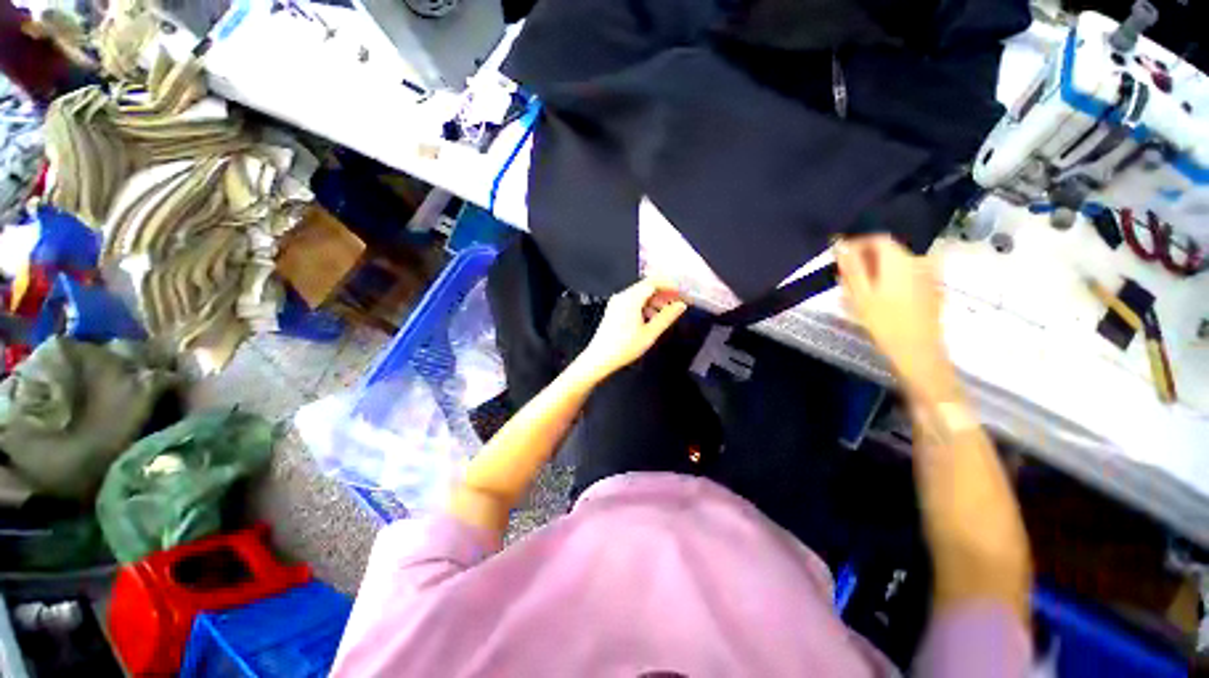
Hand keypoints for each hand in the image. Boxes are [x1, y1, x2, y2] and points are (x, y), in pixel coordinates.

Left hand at [571, 277, 687, 382]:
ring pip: (639, 294)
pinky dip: (644, 306)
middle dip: (663, 294)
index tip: (681, 293)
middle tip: (676, 304)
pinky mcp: (614, 310)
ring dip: (654, 301)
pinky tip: (650, 319)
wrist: (599, 358)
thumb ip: (667, 317)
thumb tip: (681, 305)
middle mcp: (622, 296)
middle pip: (646, 287)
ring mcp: (616, 303)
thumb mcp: (650, 333)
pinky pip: (632, 301)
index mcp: (631, 298)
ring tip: (665, 314)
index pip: (653, 282)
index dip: (669, 286)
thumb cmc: (625, 347)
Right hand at [835, 236, 956, 400]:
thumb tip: (841, 245)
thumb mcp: (860, 295)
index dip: (857, 243)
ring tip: (860, 290)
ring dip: (877, 270)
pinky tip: (880, 298)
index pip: (877, 239)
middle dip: (866, 259)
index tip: (840, 257)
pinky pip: (907, 275)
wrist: (918, 352)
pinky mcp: (931, 289)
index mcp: (899, 260)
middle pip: (889, 250)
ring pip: (897, 263)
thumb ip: (851, 267)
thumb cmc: (884, 323)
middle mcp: (917, 261)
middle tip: (845, 277)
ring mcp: (928, 275)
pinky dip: (891, 279)